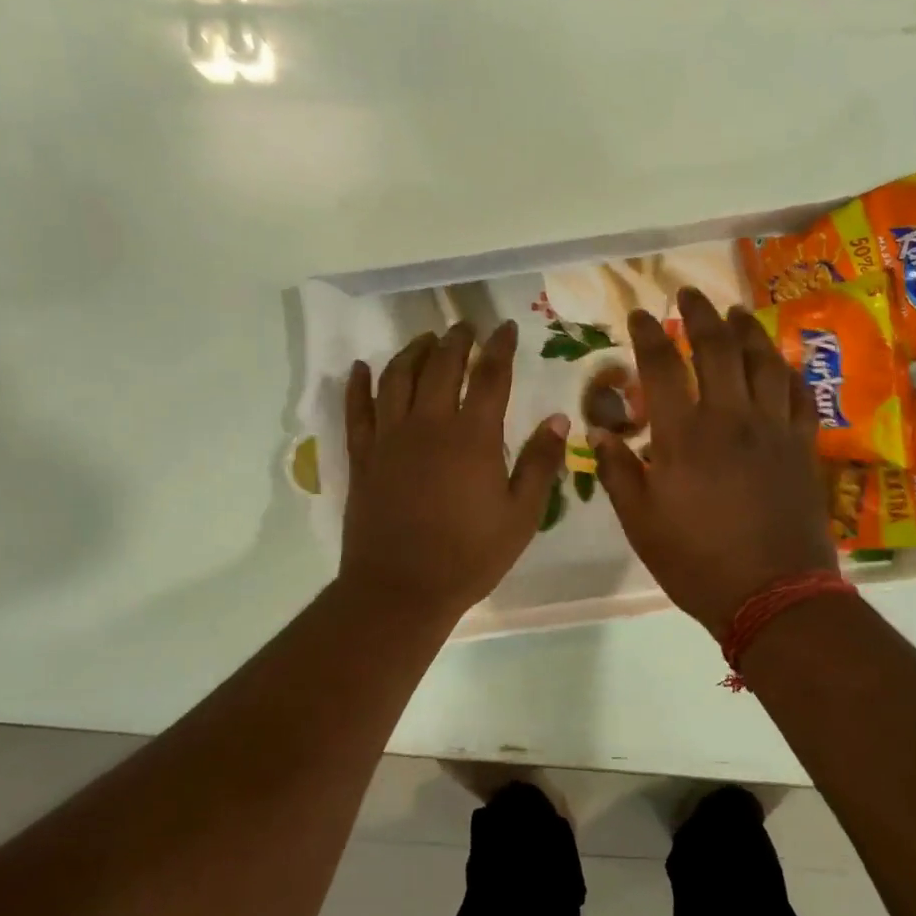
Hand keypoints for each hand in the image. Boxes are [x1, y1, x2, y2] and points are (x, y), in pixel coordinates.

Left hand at [339, 321, 569, 622]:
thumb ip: (540, 463)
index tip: (508, 328)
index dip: (501, 348)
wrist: (402, 589)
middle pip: (441, 366)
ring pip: (397, 378)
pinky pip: (357, 410)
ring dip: (412, 352)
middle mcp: (429, 425)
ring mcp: (390, 438)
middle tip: (466, 326)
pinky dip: (358, 385)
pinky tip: (362, 368)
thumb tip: (558, 418)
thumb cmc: (470, 556)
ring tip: (425, 340)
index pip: (491, 377)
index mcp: (473, 437)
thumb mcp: (521, 515)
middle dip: (456, 340)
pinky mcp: (363, 457)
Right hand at [595, 289, 837, 637]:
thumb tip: (599, 433)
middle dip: (701, 314)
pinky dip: (788, 371)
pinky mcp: (802, 446)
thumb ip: (618, 472)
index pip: (662, 366)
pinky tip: (780, 362)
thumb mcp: (641, 524)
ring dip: (748, 331)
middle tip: (689, 293)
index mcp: (684, 436)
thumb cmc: (697, 562)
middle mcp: (730, 418)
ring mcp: (773, 429)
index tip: (640, 315)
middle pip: (718, 348)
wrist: (774, 595)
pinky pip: (799, 394)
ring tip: (736, 313)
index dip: (649, 334)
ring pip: (764, 362)